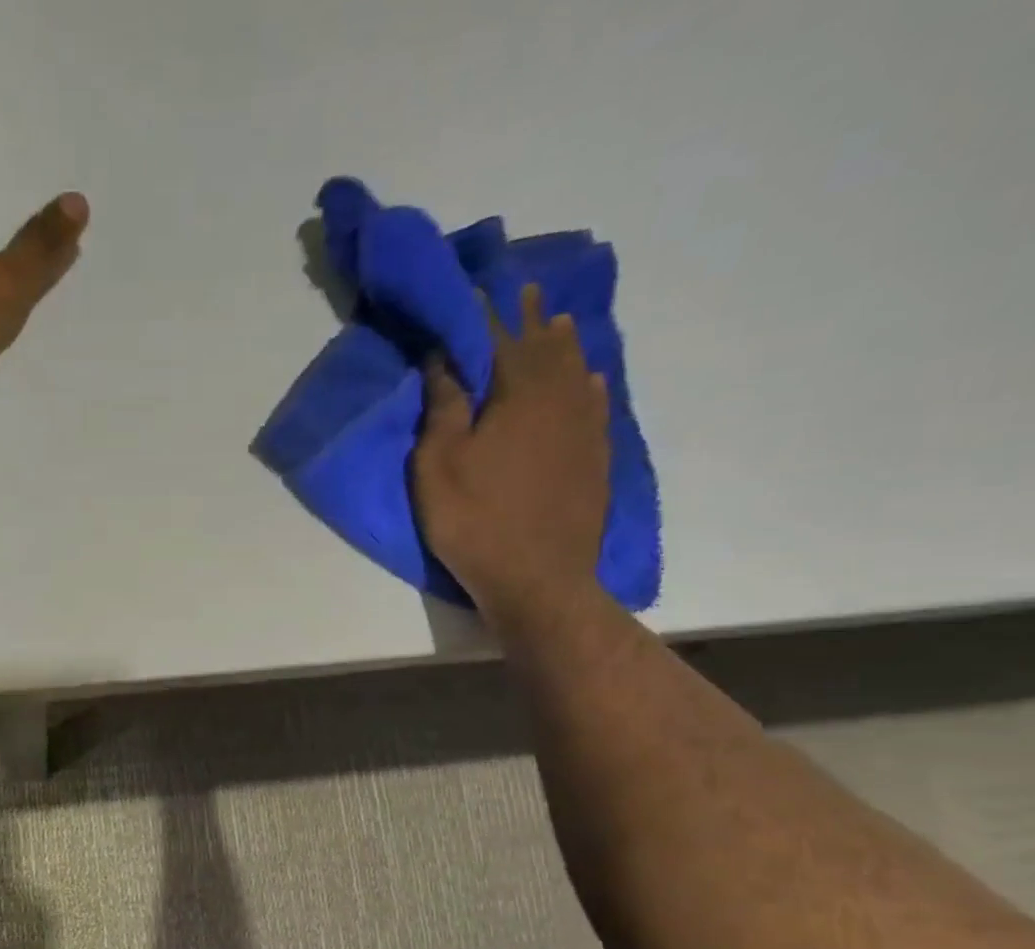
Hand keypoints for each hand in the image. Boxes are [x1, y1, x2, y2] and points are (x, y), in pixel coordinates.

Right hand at [409, 283, 610, 624]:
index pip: (499, 337)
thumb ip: (443, 409)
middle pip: (544, 346)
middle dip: (528, 318)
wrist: (538, 578)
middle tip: (522, 291)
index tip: (477, 286)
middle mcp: (560, 396)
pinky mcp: (595, 457)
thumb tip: (446, 359)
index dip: (485, 312)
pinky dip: (588, 384)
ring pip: (575, 370)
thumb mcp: (438, 467)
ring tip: (554, 323)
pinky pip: (596, 405)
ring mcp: (584, 426)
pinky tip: (590, 378)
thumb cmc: (475, 521)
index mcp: (518, 392)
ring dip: (561, 344)